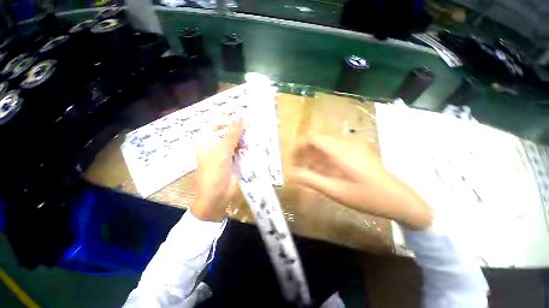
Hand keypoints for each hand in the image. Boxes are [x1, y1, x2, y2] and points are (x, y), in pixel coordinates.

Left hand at [192, 120, 243, 221]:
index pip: (214, 125)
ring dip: (242, 138)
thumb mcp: (222, 152)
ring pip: (233, 142)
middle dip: (236, 129)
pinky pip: (238, 151)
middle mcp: (214, 147)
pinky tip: (251, 147)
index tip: (240, 119)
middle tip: (249, 125)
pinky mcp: (232, 162)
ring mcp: (223, 155)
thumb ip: (232, 135)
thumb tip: (240, 118)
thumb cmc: (214, 172)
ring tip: (252, 135)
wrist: (217, 197)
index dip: (226, 120)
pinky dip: (244, 148)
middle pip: (225, 133)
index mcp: (205, 142)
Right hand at [289, 135, 432, 229]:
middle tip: (297, 166)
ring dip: (314, 156)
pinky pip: (334, 151)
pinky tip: (323, 171)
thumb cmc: (367, 197)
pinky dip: (324, 159)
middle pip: (318, 141)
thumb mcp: (335, 191)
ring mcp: (353, 148)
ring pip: (326, 146)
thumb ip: (311, 180)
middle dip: (305, 152)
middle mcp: (345, 144)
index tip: (292, 158)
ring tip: (307, 170)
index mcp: (340, 150)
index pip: (313, 138)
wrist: (400, 200)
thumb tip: (291, 173)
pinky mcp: (356, 153)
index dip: (300, 146)